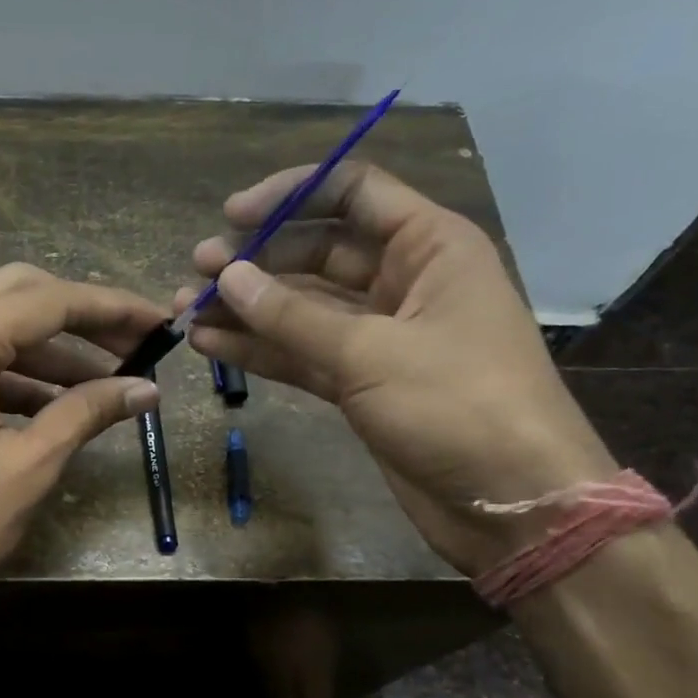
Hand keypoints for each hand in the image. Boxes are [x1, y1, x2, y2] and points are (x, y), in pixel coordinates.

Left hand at [0, 263, 164, 642]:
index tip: (160, 322)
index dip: (112, 308)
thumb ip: (87, 413)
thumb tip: (146, 389)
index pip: (48, 301)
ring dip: (50, 346)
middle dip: (82, 317)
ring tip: (108, 379)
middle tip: (135, 345)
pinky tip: (56, 401)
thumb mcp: (27, 469)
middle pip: (18, 294)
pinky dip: (16, 369)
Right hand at [177, 162, 615, 574]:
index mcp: (429, 247)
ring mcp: (381, 337)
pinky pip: (304, 354)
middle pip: (319, 252)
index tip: (232, 215)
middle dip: (257, 260)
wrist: (511, 503)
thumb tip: (228, 277)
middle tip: (197, 272)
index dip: (290, 195)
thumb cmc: (459, 406)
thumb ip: (293, 316)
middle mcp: (404, 281)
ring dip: (249, 309)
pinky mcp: (363, 384)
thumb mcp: (372, 353)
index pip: (353, 193)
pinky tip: (212, 345)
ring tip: (186, 309)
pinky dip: (262, 350)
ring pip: (304, 309)